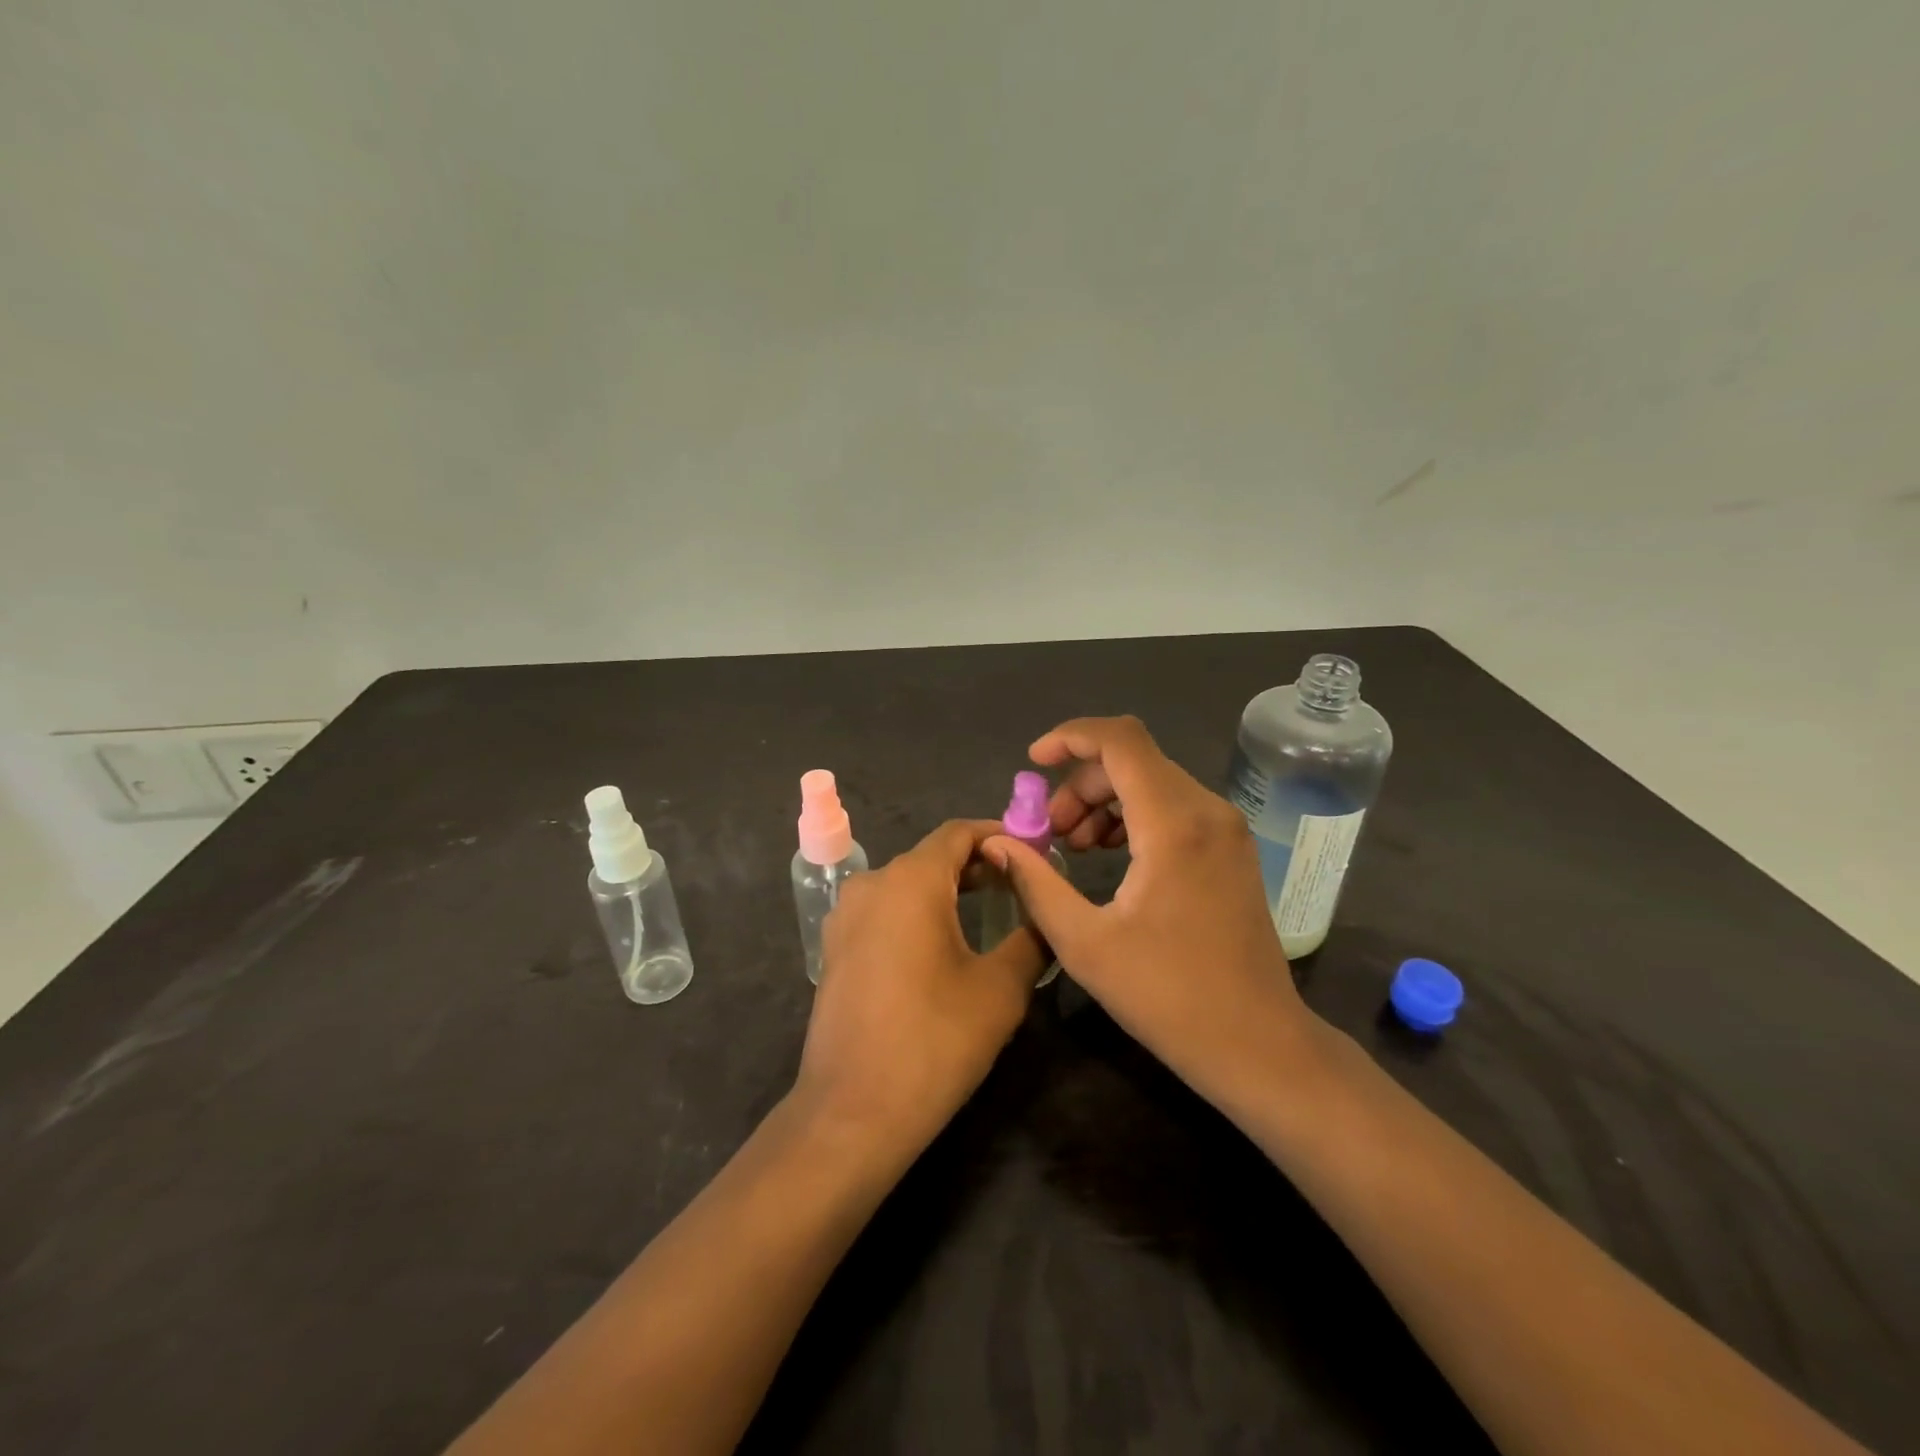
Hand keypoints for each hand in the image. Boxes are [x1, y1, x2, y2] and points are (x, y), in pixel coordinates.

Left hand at [794, 820, 1044, 1155]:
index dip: (1000, 835)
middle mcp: (872, 884)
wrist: (852, 1112)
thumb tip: (1045, 914)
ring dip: (948, 890)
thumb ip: (1030, 937)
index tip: (1035, 851)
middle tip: (1022, 886)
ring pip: (907, 884)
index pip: (959, 833)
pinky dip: (918, 913)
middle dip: (978, 865)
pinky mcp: (835, 948)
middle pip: (932, 857)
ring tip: (990, 913)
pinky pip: (885, 911)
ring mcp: (846, 916)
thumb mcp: (1000, 988)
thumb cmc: (933, 1041)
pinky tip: (944, 944)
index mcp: (910, 881)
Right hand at [983, 716, 1327, 1109]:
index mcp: (1174, 824)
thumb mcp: (1084, 943)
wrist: (1257, 1044)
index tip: (1032, 762)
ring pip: (1152, 781)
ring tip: (1073, 846)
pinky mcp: (1230, 848)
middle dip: (1079, 783)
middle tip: (1049, 832)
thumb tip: (998, 841)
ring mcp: (1226, 828)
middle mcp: (1207, 811)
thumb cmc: (1168, 997)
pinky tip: (1110, 854)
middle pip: (1132, 759)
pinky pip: (1173, 806)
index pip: (1120, 740)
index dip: (1070, 737)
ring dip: (1103, 800)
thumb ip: (1036, 882)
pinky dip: (1133, 815)